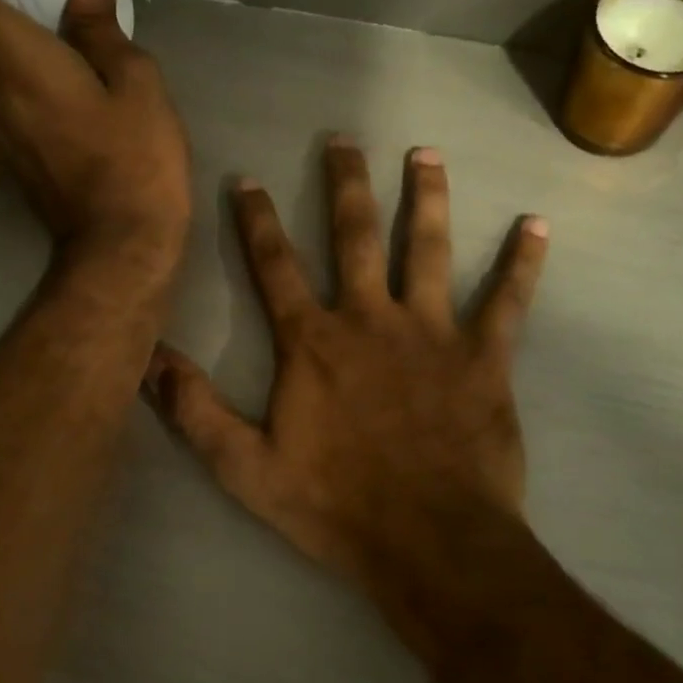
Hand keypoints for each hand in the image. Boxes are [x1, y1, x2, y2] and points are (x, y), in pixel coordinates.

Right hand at [143, 136, 547, 586]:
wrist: (429, 543)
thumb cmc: (334, 505)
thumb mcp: (245, 467)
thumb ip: (195, 410)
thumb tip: (147, 358)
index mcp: (313, 343)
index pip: (275, 265)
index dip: (256, 220)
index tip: (247, 179)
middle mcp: (370, 320)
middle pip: (355, 236)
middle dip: (345, 185)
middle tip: (343, 140)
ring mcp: (432, 333)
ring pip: (429, 250)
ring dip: (427, 198)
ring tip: (426, 154)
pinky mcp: (484, 358)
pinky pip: (508, 301)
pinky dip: (522, 263)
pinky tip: (536, 225)